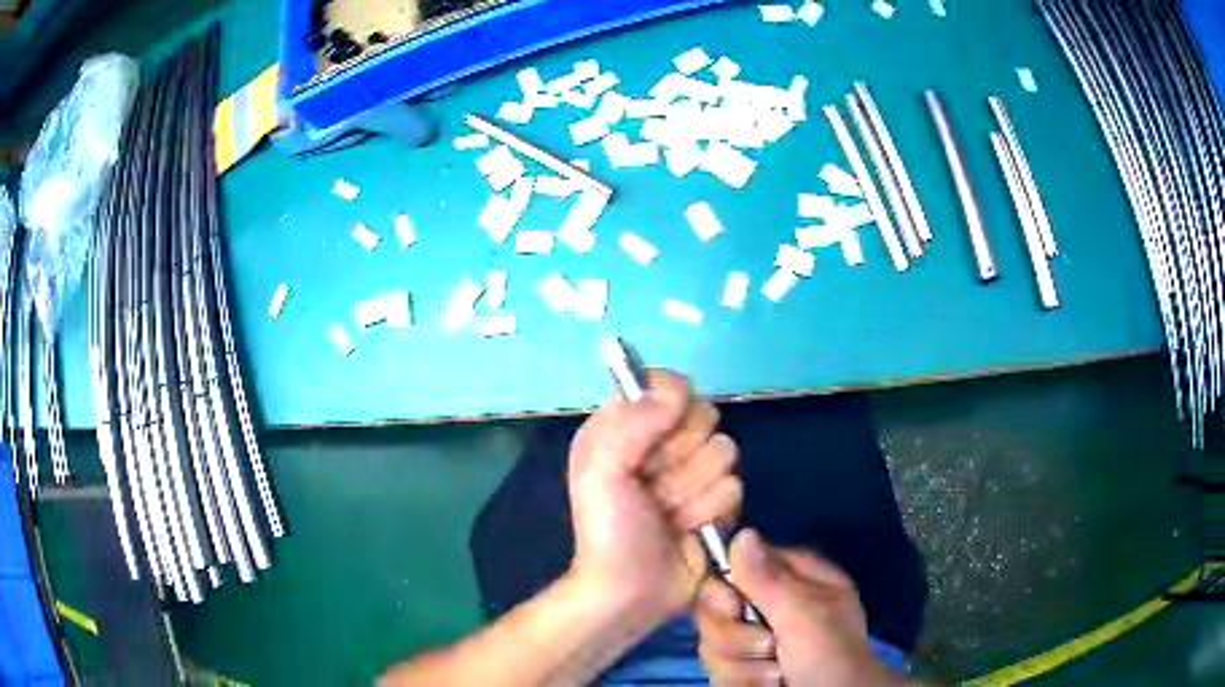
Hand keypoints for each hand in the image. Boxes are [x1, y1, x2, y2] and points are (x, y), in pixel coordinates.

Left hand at [567, 370, 741, 624]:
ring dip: (693, 491)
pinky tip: (687, 527)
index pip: (664, 384)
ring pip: (724, 452)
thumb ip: (633, 423)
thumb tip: (679, 385)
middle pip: (703, 415)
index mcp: (625, 426)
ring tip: (667, 513)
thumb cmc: (608, 531)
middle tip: (652, 487)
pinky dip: (710, 511)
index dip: (668, 407)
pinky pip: (735, 486)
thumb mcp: (602, 472)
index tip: (656, 436)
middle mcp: (660, 441)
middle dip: (680, 458)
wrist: (631, 591)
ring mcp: (693, 470)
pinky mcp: (717, 499)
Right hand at [696, 530, 900, 686]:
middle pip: (715, 608)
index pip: (735, 563)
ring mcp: (756, 639)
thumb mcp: (806, 615)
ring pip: (713, 644)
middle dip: (736, 637)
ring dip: (744, 667)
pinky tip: (769, 686)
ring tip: (778, 675)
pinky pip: (719, 670)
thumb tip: (742, 533)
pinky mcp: (744, 668)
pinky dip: (743, 683)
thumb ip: (769, 580)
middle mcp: (771, 605)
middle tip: (769, 648)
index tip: (734, 607)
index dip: (725, 586)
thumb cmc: (830, 656)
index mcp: (794, 578)